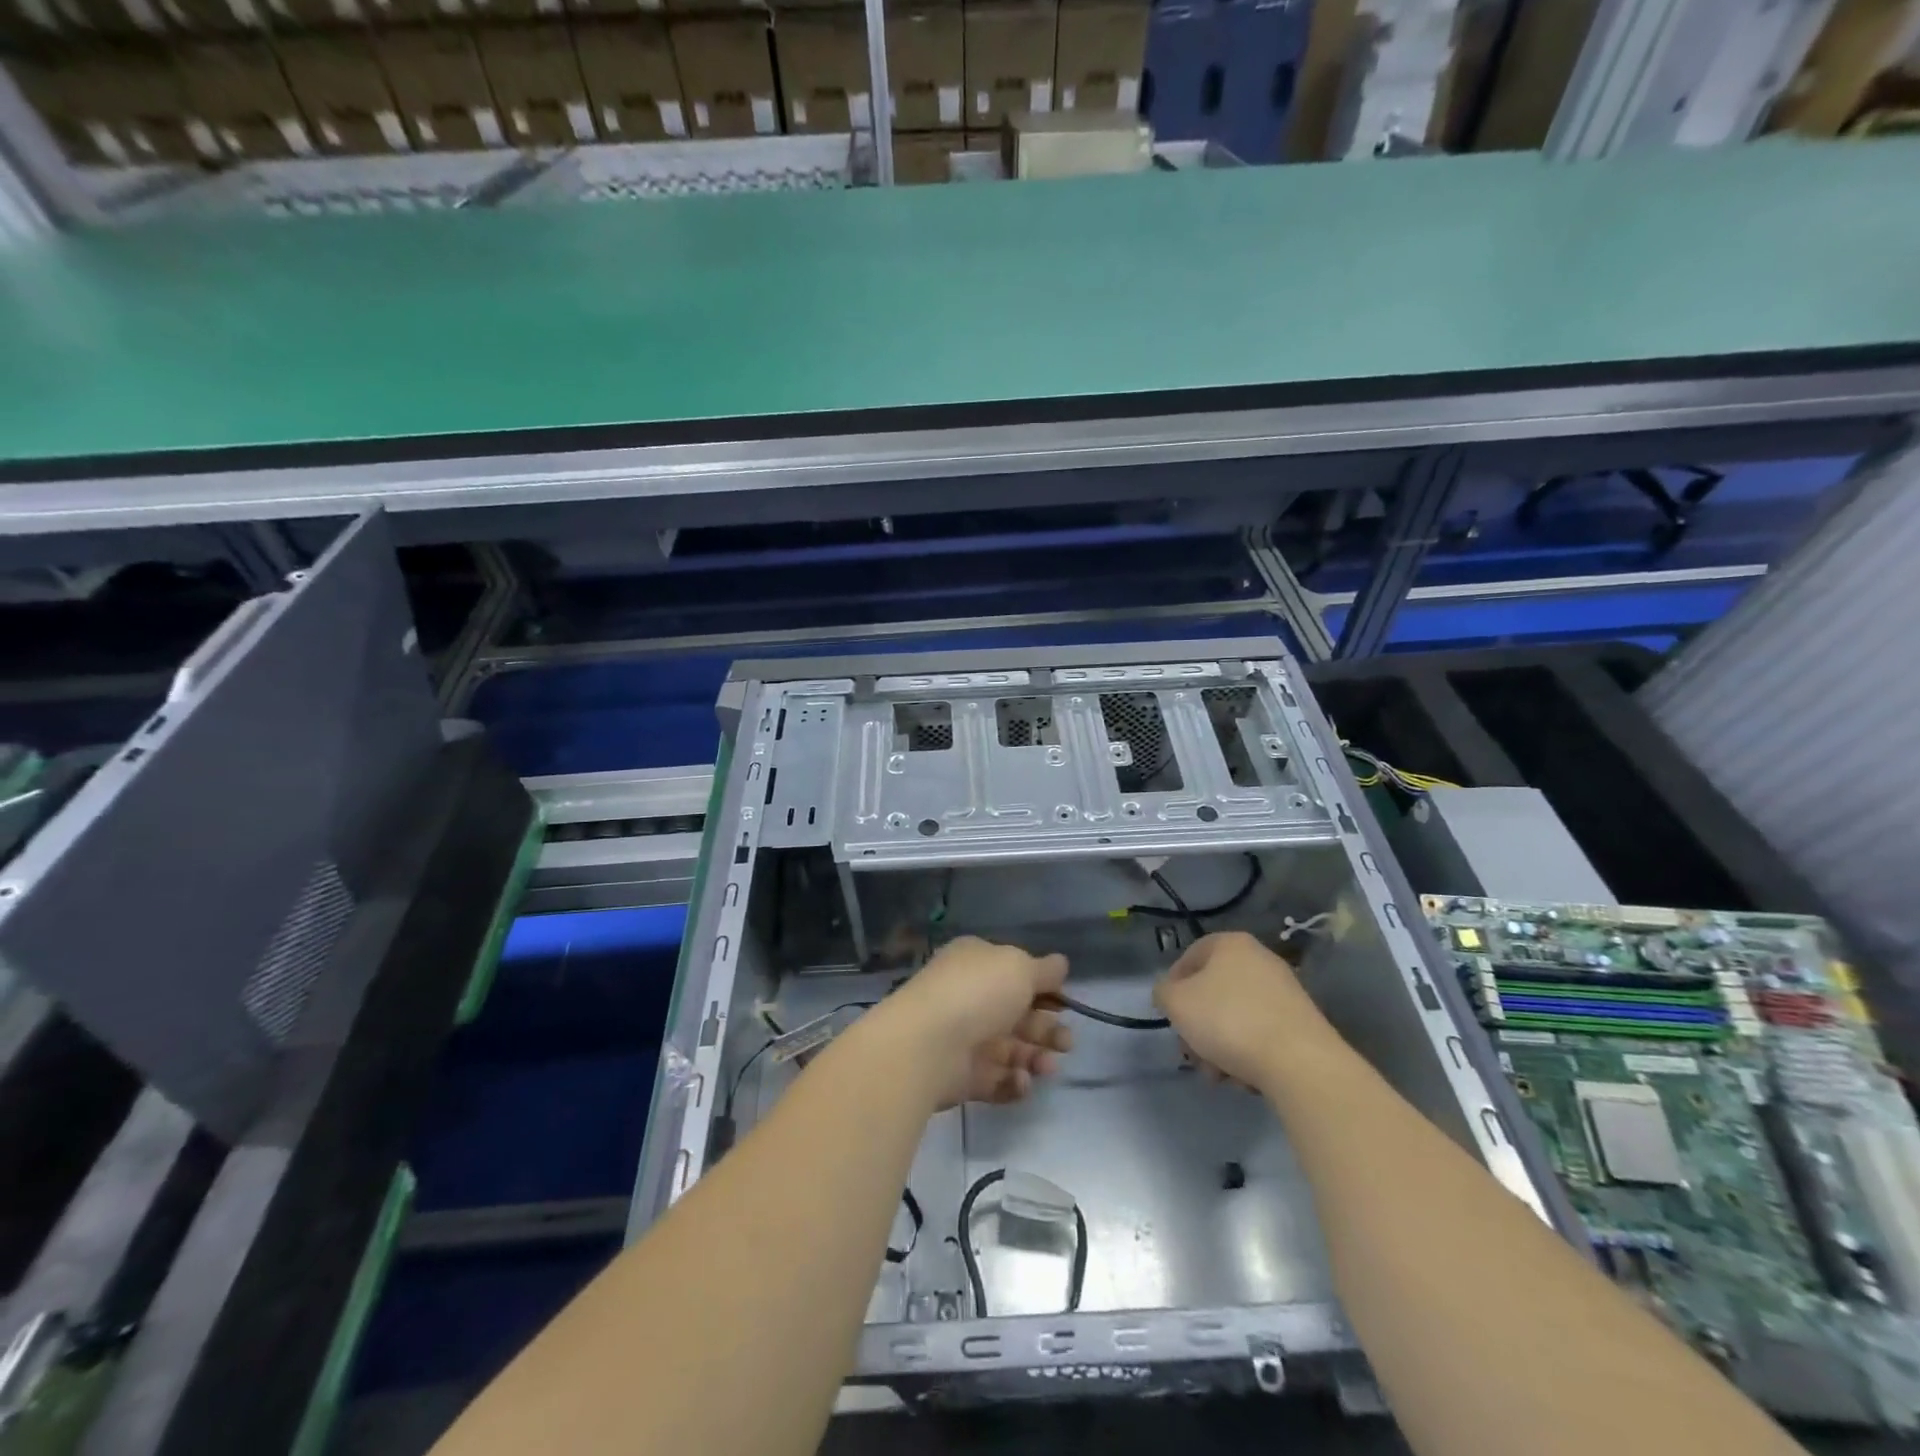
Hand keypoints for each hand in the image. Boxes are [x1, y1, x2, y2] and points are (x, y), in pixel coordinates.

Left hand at [873, 937, 1072, 1107]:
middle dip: (1047, 1029)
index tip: (1066, 1004)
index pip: (1014, 974)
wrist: (929, 1044)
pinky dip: (1013, 1082)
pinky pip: (995, 1079)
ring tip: (1048, 1066)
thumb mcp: (1019, 967)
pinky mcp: (962, 1076)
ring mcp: (964, 1037)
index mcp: (977, 963)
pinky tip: (1021, 1080)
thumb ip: (1044, 970)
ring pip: (1010, 1049)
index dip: (1044, 989)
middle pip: (1017, 1015)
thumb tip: (1061, 964)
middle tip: (1067, 1043)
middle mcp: (970, 997)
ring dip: (1035, 1057)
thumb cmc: (978, 993)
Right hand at [1153, 932, 1331, 1090]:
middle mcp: (1260, 959)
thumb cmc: (1228, 1020)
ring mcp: (1284, 992)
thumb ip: (1163, 993)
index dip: (1173, 987)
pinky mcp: (1301, 1023)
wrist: (1299, 1062)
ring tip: (1218, 1076)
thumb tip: (1170, 994)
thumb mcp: (1176, 1003)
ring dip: (1219, 1047)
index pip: (1189, 958)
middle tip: (1192, 1055)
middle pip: (1212, 992)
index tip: (1170, 1017)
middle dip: (1198, 1027)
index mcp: (1231, 943)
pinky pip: (1261, 1035)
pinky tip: (1244, 1078)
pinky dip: (1248, 1054)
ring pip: (1235, 1018)